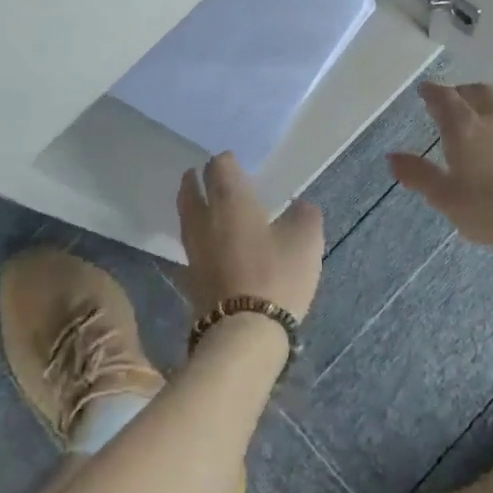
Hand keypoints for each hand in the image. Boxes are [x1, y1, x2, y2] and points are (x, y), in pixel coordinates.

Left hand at [176, 153, 323, 320]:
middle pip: (191, 190)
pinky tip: (210, 242)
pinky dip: (198, 235)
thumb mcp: (306, 241)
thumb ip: (304, 216)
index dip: (226, 161)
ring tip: (202, 203)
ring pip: (187, 217)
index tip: (234, 161)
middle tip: (202, 174)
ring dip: (192, 205)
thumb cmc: (276, 275)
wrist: (244, 332)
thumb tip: (300, 206)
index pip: (219, 166)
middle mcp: (205, 218)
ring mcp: (194, 249)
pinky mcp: (191, 277)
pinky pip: (192, 244)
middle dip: (197, 180)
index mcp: (230, 200)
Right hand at [389, 82, 492, 263]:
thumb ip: (419, 176)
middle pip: (480, 93)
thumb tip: (392, 157)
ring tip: (486, 122)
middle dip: (464, 92)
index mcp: (465, 128)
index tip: (426, 90)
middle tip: (456, 98)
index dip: (433, 92)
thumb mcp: (447, 198)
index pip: (445, 99)